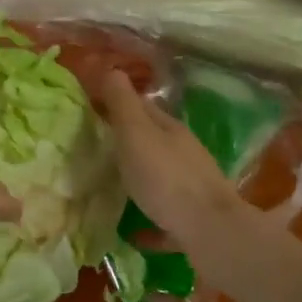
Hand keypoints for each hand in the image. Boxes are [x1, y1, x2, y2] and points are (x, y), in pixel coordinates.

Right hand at [100, 70, 279, 281]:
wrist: (211, 232)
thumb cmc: (166, 177)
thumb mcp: (136, 134)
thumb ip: (123, 104)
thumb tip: (112, 69)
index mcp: (170, 129)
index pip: (142, 107)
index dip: (117, 104)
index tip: (90, 109)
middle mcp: (185, 154)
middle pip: (153, 142)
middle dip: (128, 142)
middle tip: (95, 148)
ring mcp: (193, 188)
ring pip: (161, 177)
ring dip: (140, 178)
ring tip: (112, 187)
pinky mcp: (194, 221)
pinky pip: (165, 218)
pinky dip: (149, 221)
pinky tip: (133, 232)